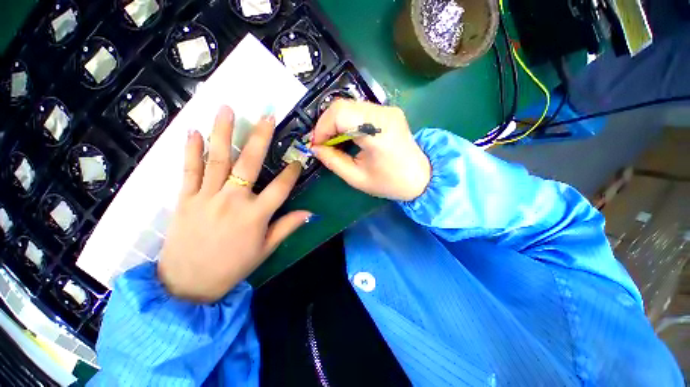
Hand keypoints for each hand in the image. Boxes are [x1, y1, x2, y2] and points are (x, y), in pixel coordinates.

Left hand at [158, 106, 310, 302]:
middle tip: (267, 116)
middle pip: (250, 163)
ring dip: (223, 132)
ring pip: (217, 159)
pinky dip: (191, 150)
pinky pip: (189, 170)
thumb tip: (310, 213)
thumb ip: (287, 226)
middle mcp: (233, 201)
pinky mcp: (185, 199)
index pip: (281, 187)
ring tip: (227, 109)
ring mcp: (207, 197)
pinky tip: (194, 132)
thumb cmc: (233, 267)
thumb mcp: (266, 249)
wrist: (188, 284)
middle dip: (261, 138)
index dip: (292, 172)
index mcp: (256, 215)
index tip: (297, 160)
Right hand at [311, 100, 430, 201]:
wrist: (421, 177)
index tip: (316, 145)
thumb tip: (315, 148)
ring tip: (333, 141)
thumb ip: (332, 161)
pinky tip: (347, 136)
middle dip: (326, 125)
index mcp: (377, 133)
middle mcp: (384, 114)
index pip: (340, 114)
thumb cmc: (389, 182)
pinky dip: (347, 121)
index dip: (322, 128)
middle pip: (343, 106)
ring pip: (350, 106)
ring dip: (336, 123)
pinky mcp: (389, 111)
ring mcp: (388, 110)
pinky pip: (359, 110)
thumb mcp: (356, 178)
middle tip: (323, 143)